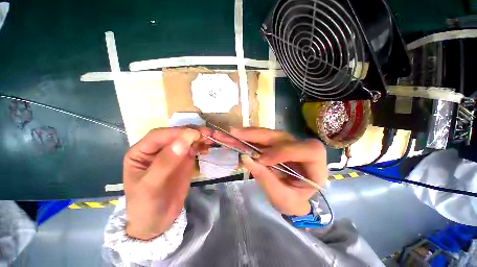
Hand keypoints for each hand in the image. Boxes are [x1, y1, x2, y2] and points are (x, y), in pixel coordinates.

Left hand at [123, 127, 210, 239]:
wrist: (158, 221)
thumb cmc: (146, 206)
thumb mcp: (151, 187)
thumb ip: (165, 163)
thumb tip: (183, 141)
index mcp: (141, 152)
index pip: (159, 136)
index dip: (177, 133)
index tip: (195, 134)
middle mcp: (157, 149)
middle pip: (175, 134)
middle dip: (192, 132)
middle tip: (209, 133)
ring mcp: (173, 153)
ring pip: (187, 139)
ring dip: (200, 137)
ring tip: (212, 139)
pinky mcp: (184, 159)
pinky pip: (193, 148)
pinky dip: (201, 145)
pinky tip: (207, 148)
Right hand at [213, 127, 326, 215]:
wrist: (294, 197)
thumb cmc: (294, 201)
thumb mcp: (283, 200)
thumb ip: (267, 181)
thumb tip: (247, 158)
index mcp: (315, 164)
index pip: (307, 150)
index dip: (283, 151)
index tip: (262, 159)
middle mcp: (302, 148)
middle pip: (281, 136)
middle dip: (257, 135)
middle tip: (235, 133)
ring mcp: (288, 143)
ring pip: (269, 134)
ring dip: (249, 134)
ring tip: (232, 133)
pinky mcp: (276, 144)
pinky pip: (262, 138)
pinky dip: (248, 138)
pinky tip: (237, 136)